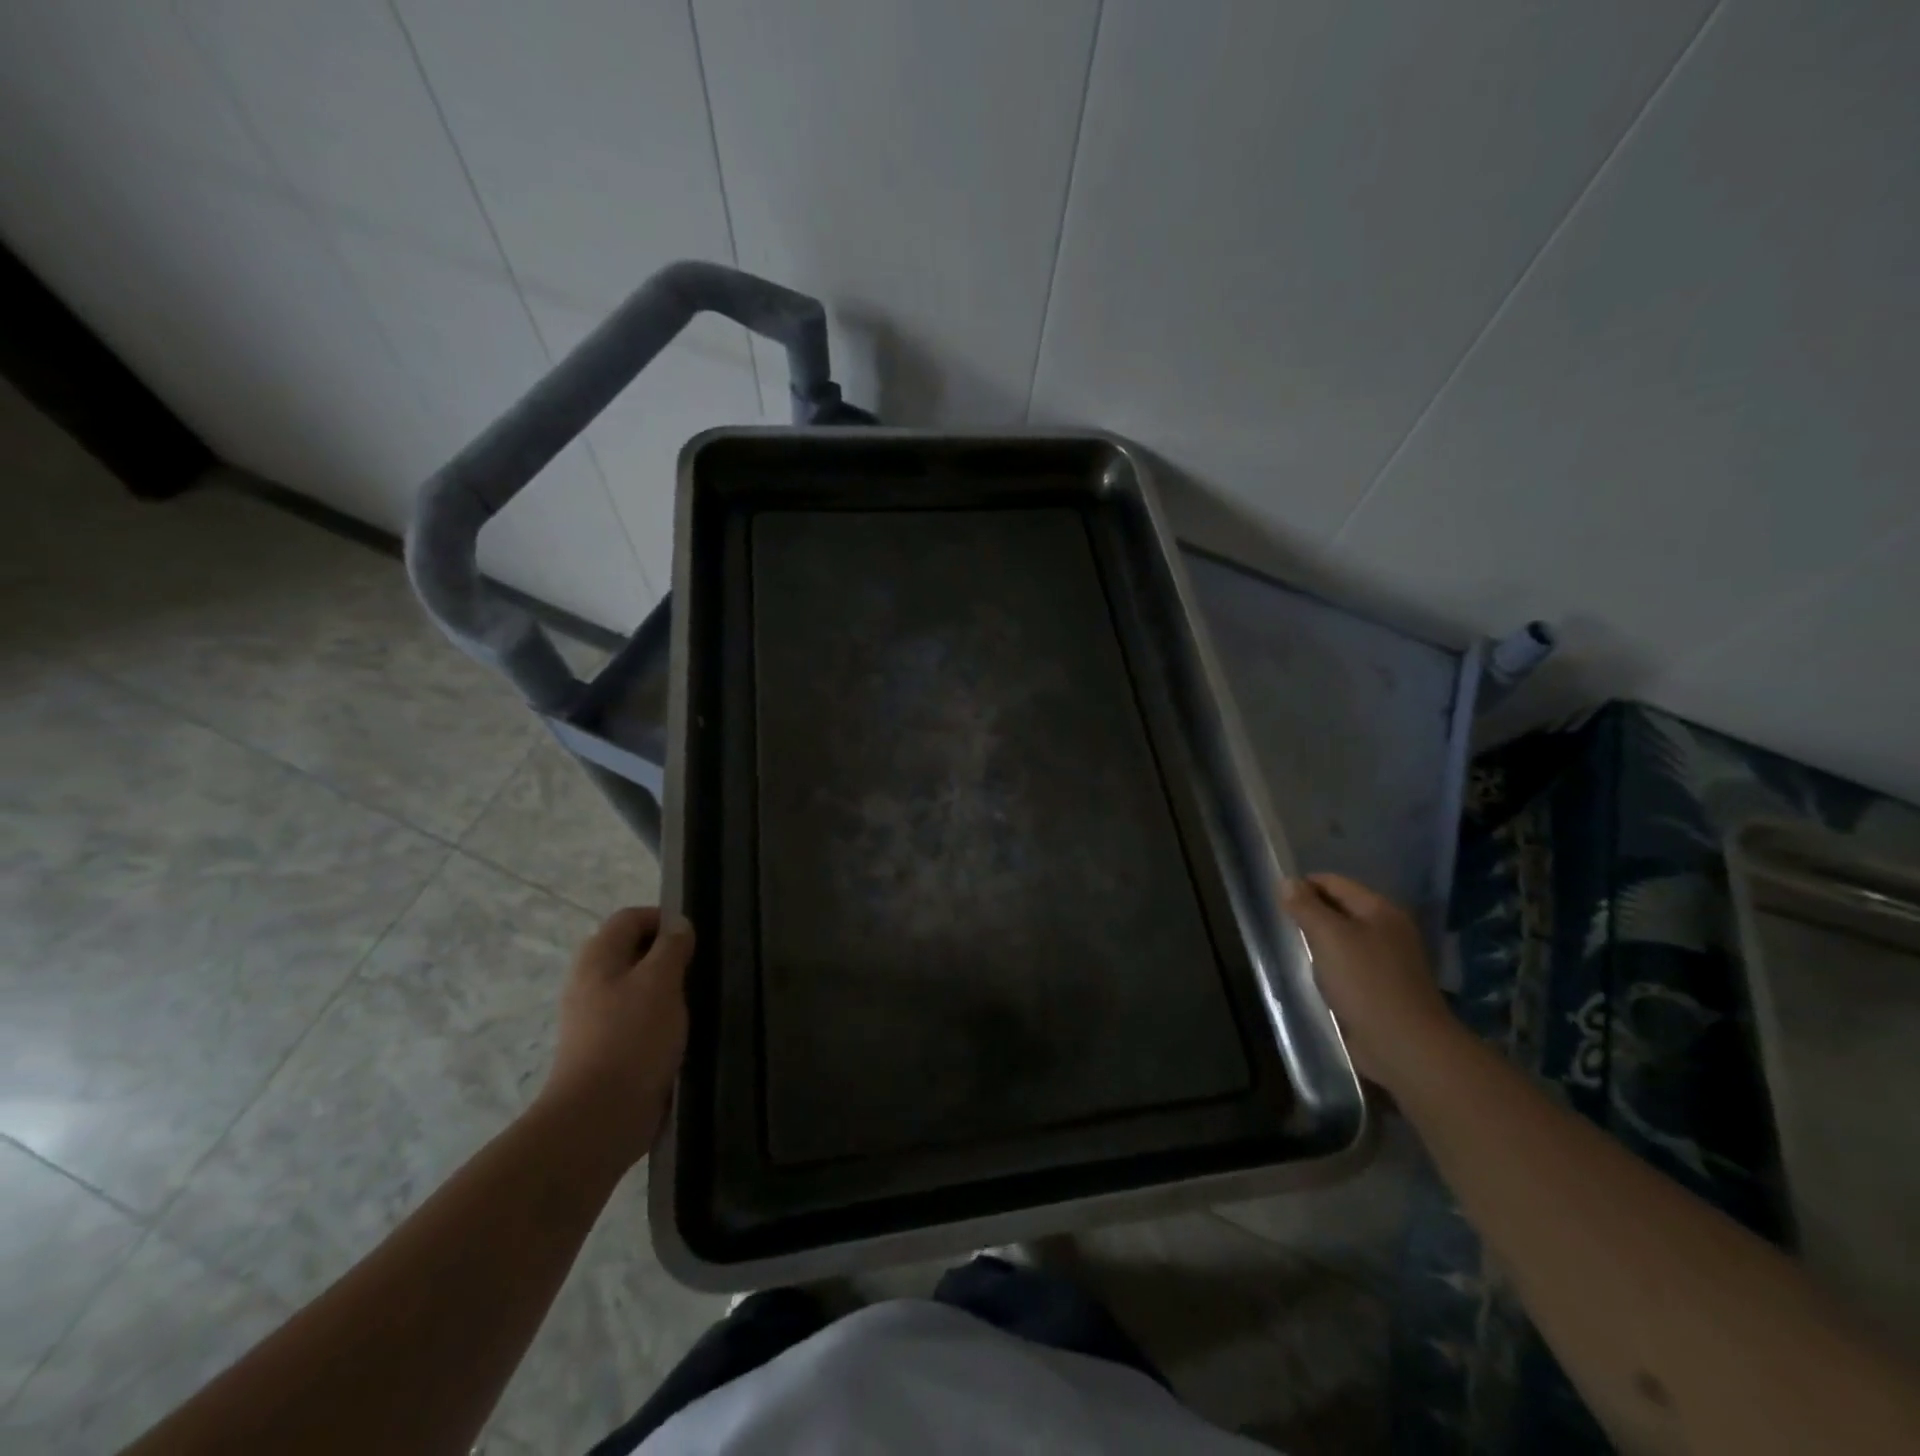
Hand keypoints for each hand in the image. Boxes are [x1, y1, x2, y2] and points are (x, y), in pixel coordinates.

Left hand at [540, 907, 694, 1165]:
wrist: (599, 1117)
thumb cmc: (633, 1038)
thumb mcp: (661, 981)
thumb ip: (672, 947)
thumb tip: (678, 924)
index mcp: (598, 957)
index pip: (630, 918)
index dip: (663, 920)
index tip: (694, 941)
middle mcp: (590, 980)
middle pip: (631, 950)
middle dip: (667, 955)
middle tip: (697, 969)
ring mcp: (594, 1016)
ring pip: (635, 985)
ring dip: (665, 988)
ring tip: (693, 1001)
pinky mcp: (605, 1047)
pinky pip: (635, 1017)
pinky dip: (658, 1017)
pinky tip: (679, 1032)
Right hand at [1283, 873, 1457, 1091]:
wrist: (1406, 1046)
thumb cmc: (1366, 983)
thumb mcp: (1328, 937)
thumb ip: (1306, 907)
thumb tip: (1286, 881)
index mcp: (1380, 909)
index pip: (1333, 882)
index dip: (1303, 887)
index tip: (1276, 903)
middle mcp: (1387, 929)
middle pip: (1339, 909)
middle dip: (1310, 915)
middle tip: (1282, 929)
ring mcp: (1388, 960)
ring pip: (1342, 939)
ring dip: (1318, 944)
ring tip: (1294, 953)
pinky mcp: (1383, 988)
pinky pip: (1348, 966)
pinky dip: (1330, 967)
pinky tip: (1313, 977)